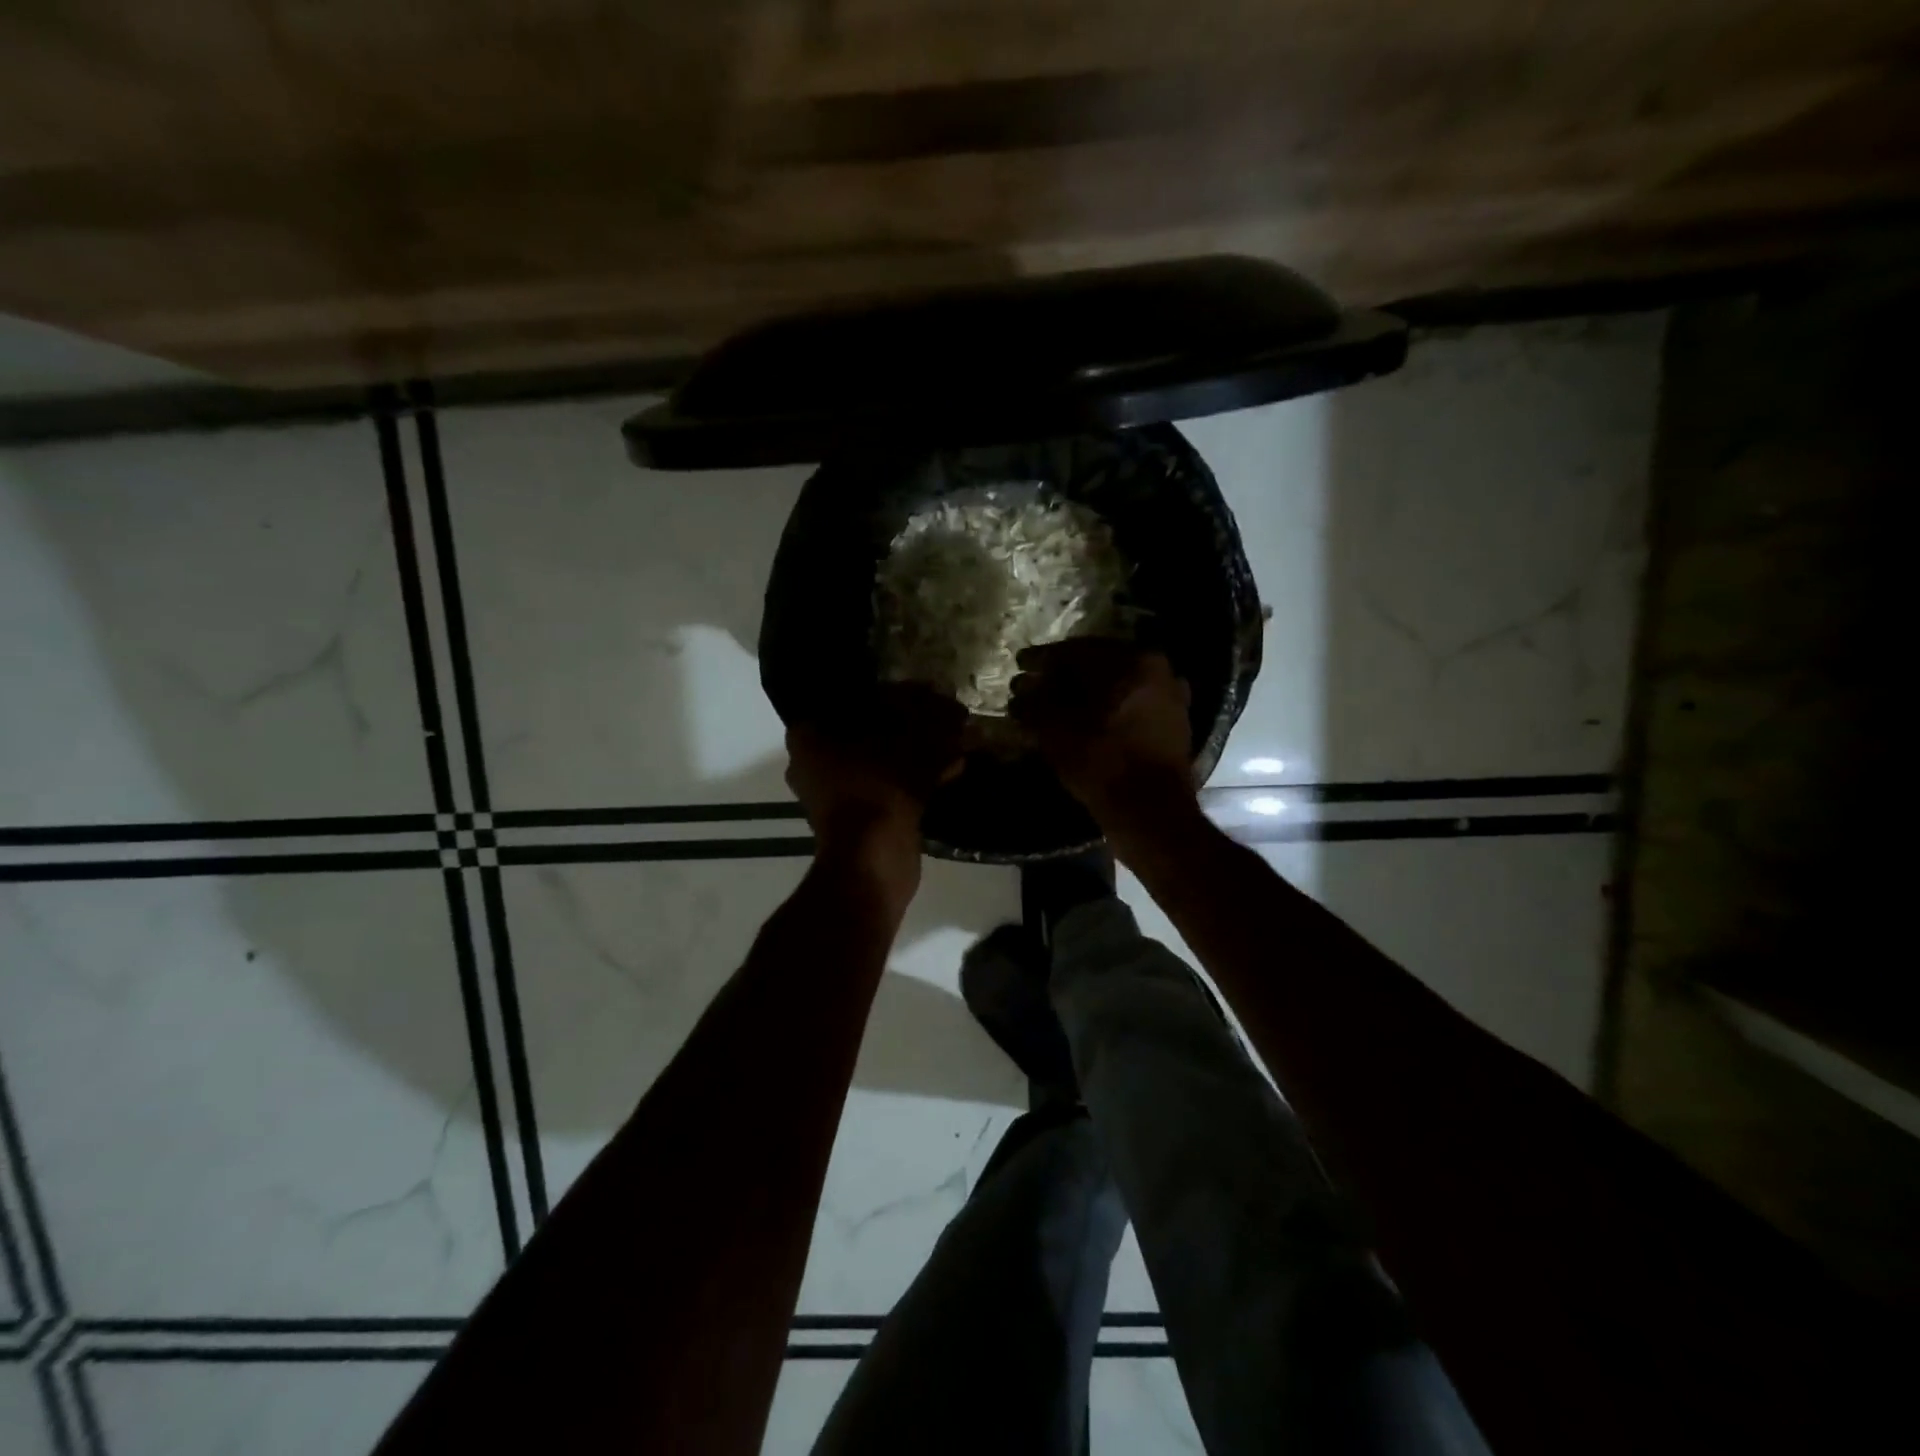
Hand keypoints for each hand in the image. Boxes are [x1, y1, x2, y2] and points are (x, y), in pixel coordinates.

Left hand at [786, 685, 965, 889]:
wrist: (874, 860)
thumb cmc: (880, 788)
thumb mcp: (914, 744)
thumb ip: (933, 719)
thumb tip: (954, 709)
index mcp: (808, 737)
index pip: (847, 699)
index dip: (887, 693)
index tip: (918, 692)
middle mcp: (813, 763)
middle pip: (866, 730)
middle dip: (907, 724)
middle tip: (940, 715)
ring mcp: (834, 795)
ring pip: (881, 759)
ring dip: (916, 751)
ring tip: (954, 740)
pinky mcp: (858, 818)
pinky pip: (889, 786)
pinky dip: (917, 778)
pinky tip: (953, 768)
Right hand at [1009, 640, 1194, 826]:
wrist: (1151, 812)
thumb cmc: (1102, 762)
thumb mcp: (1055, 729)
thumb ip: (1034, 702)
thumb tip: (1021, 690)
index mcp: (1132, 660)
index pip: (1075, 650)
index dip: (1041, 659)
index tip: (1020, 665)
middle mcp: (1157, 668)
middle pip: (1098, 665)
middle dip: (1063, 676)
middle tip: (1035, 686)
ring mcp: (1170, 696)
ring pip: (1116, 686)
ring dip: (1085, 694)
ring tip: (1056, 707)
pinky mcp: (1173, 723)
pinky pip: (1131, 705)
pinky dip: (1107, 710)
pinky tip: (1085, 723)